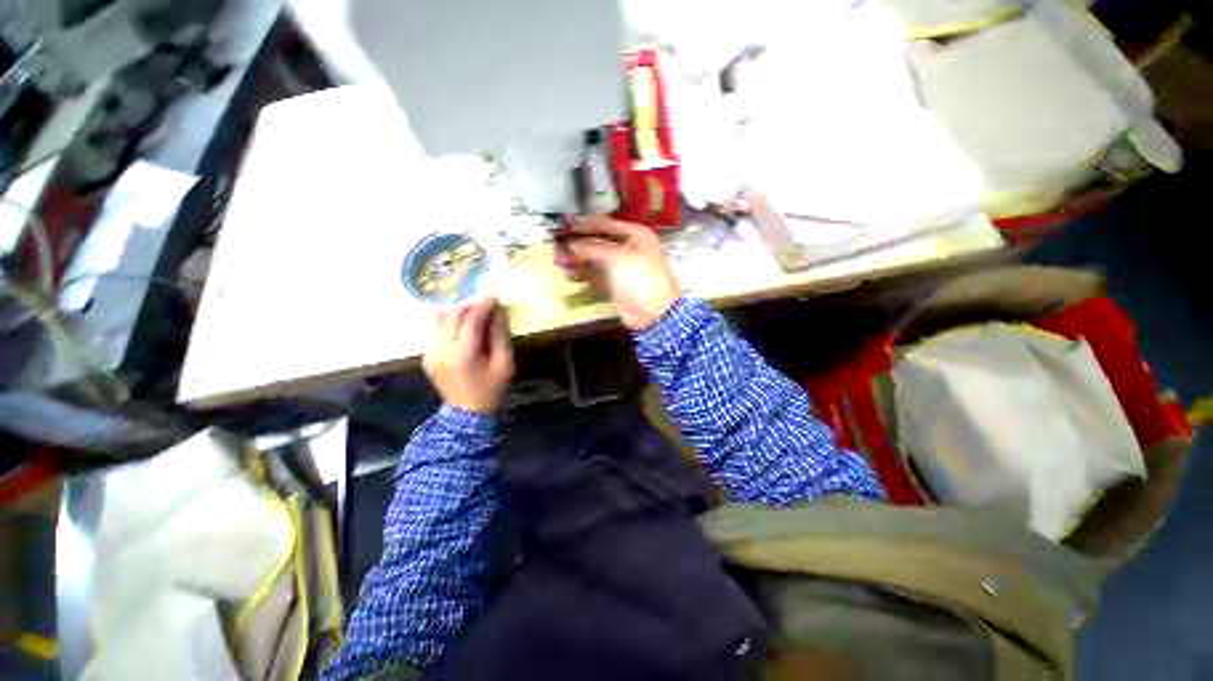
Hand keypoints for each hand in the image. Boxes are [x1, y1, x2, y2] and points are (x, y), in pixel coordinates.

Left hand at [424, 298, 514, 412]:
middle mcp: (441, 350)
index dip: (484, 306)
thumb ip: (500, 336)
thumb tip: (498, 313)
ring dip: (458, 313)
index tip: (496, 299)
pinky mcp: (427, 355)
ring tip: (474, 316)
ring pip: (440, 319)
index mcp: (462, 354)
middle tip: (487, 307)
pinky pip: (437, 330)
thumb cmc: (491, 389)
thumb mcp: (504, 364)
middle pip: (452, 315)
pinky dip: (451, 324)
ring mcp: (430, 353)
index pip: (471, 320)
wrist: (467, 414)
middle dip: (471, 306)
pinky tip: (464, 331)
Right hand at [556, 217, 680, 330]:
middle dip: (578, 245)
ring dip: (578, 261)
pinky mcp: (617, 286)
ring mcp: (623, 269)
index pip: (605, 225)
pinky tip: (570, 277)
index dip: (583, 225)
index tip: (562, 227)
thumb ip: (592, 247)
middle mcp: (629, 249)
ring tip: (560, 263)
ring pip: (596, 261)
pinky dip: (584, 277)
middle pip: (599, 243)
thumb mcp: (617, 257)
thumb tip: (571, 243)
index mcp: (635, 235)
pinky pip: (597, 278)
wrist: (655, 313)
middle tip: (558, 247)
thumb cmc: (640, 278)